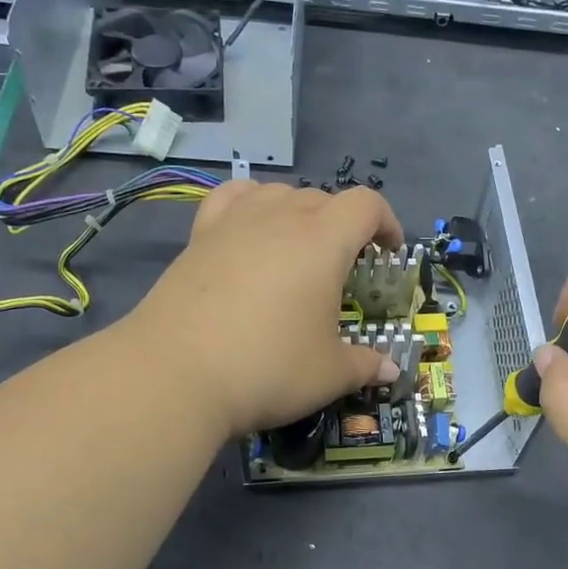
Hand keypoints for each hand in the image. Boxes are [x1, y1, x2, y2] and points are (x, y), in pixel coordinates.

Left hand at [124, 180, 404, 436]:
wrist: (176, 374)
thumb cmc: (268, 368)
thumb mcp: (329, 374)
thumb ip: (365, 365)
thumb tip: (391, 369)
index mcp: (323, 242)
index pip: (365, 205)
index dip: (386, 222)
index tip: (388, 252)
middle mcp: (280, 219)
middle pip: (323, 199)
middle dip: (343, 226)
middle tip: (344, 268)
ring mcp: (234, 223)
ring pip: (278, 194)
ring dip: (298, 213)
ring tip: (298, 249)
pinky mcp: (199, 237)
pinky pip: (231, 199)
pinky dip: (250, 205)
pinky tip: (249, 231)